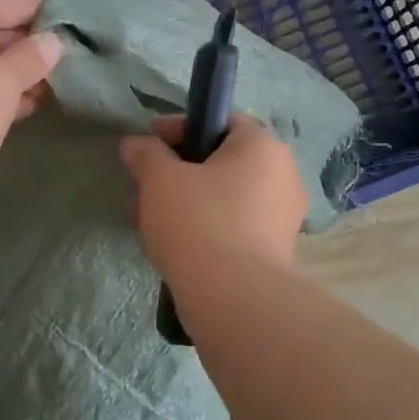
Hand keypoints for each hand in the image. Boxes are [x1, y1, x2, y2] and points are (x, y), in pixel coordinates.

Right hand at [118, 115, 308, 281]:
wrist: (234, 299)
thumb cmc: (198, 222)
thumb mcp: (159, 179)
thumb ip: (145, 154)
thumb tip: (134, 144)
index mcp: (263, 147)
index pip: (220, 120)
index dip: (179, 127)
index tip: (149, 143)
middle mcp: (283, 175)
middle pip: (221, 160)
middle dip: (178, 170)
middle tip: (144, 186)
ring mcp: (283, 216)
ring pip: (225, 196)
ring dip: (187, 200)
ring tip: (149, 220)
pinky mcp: (276, 251)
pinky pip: (234, 225)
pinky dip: (205, 226)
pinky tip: (173, 244)